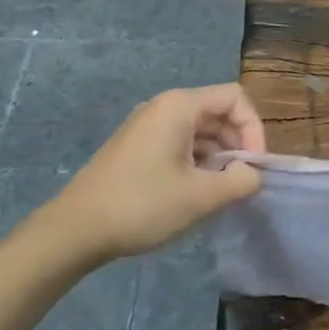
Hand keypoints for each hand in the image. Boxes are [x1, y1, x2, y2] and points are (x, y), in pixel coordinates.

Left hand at [26, 84, 266, 268]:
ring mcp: (147, 126)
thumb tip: (253, 174)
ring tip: (220, 190)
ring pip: (200, 130)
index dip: (254, 129)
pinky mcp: (137, 147)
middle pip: (219, 112)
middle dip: (237, 143)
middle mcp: (163, 107)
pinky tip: (195, 192)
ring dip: (219, 156)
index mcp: (180, 106)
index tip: (254, 165)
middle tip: (241, 180)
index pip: (236, 98)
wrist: (74, 231)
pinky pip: (180, 142)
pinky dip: (197, 161)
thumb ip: (240, 181)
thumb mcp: (201, 197)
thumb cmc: (142, 205)